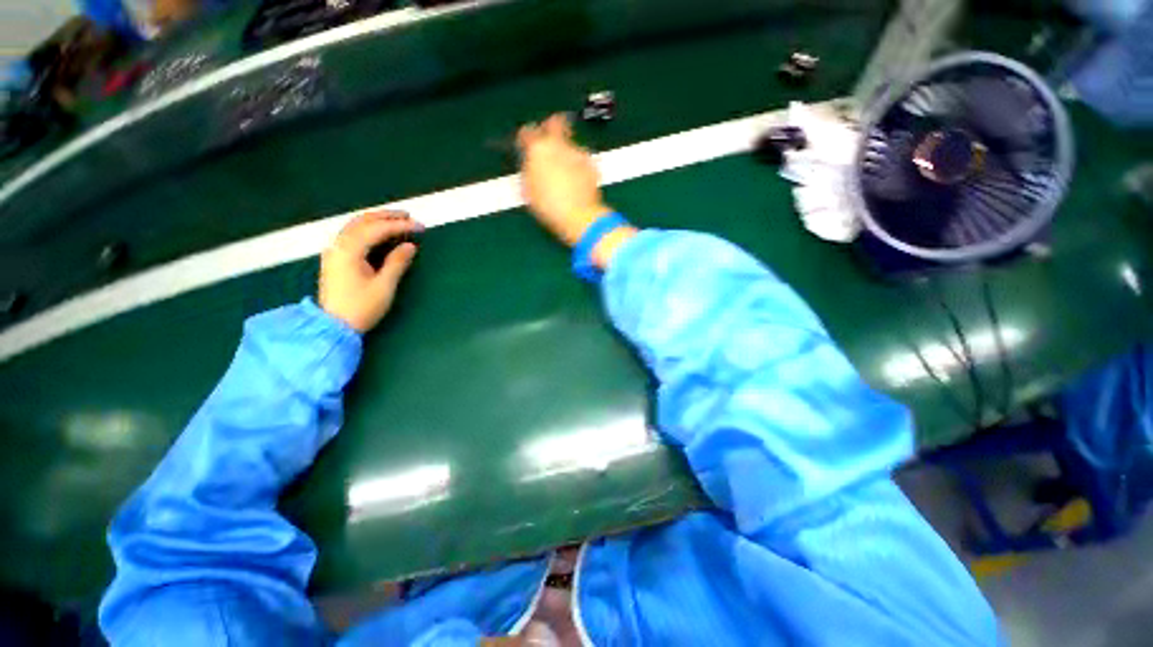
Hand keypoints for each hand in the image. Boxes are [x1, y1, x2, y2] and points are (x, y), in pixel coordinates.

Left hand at [320, 210, 419, 332]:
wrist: (334, 325)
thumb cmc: (361, 307)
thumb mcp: (384, 286)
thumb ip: (397, 263)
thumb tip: (410, 246)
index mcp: (349, 250)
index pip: (377, 229)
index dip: (400, 226)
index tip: (420, 227)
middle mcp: (339, 245)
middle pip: (363, 221)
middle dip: (387, 216)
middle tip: (408, 216)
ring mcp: (334, 251)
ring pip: (355, 226)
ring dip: (376, 220)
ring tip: (396, 220)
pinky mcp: (335, 258)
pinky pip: (351, 234)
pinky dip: (367, 228)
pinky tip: (378, 232)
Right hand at [517, 114, 636, 267]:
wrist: (578, 216)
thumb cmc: (547, 206)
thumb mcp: (528, 189)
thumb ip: (528, 170)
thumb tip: (530, 162)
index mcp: (538, 149)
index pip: (527, 132)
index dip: (526, 138)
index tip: (526, 145)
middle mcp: (559, 144)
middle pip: (556, 123)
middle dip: (551, 127)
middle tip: (549, 141)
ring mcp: (578, 152)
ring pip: (570, 144)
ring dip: (566, 152)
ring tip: (564, 172)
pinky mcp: (592, 164)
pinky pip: (581, 159)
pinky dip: (578, 165)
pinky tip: (576, 180)